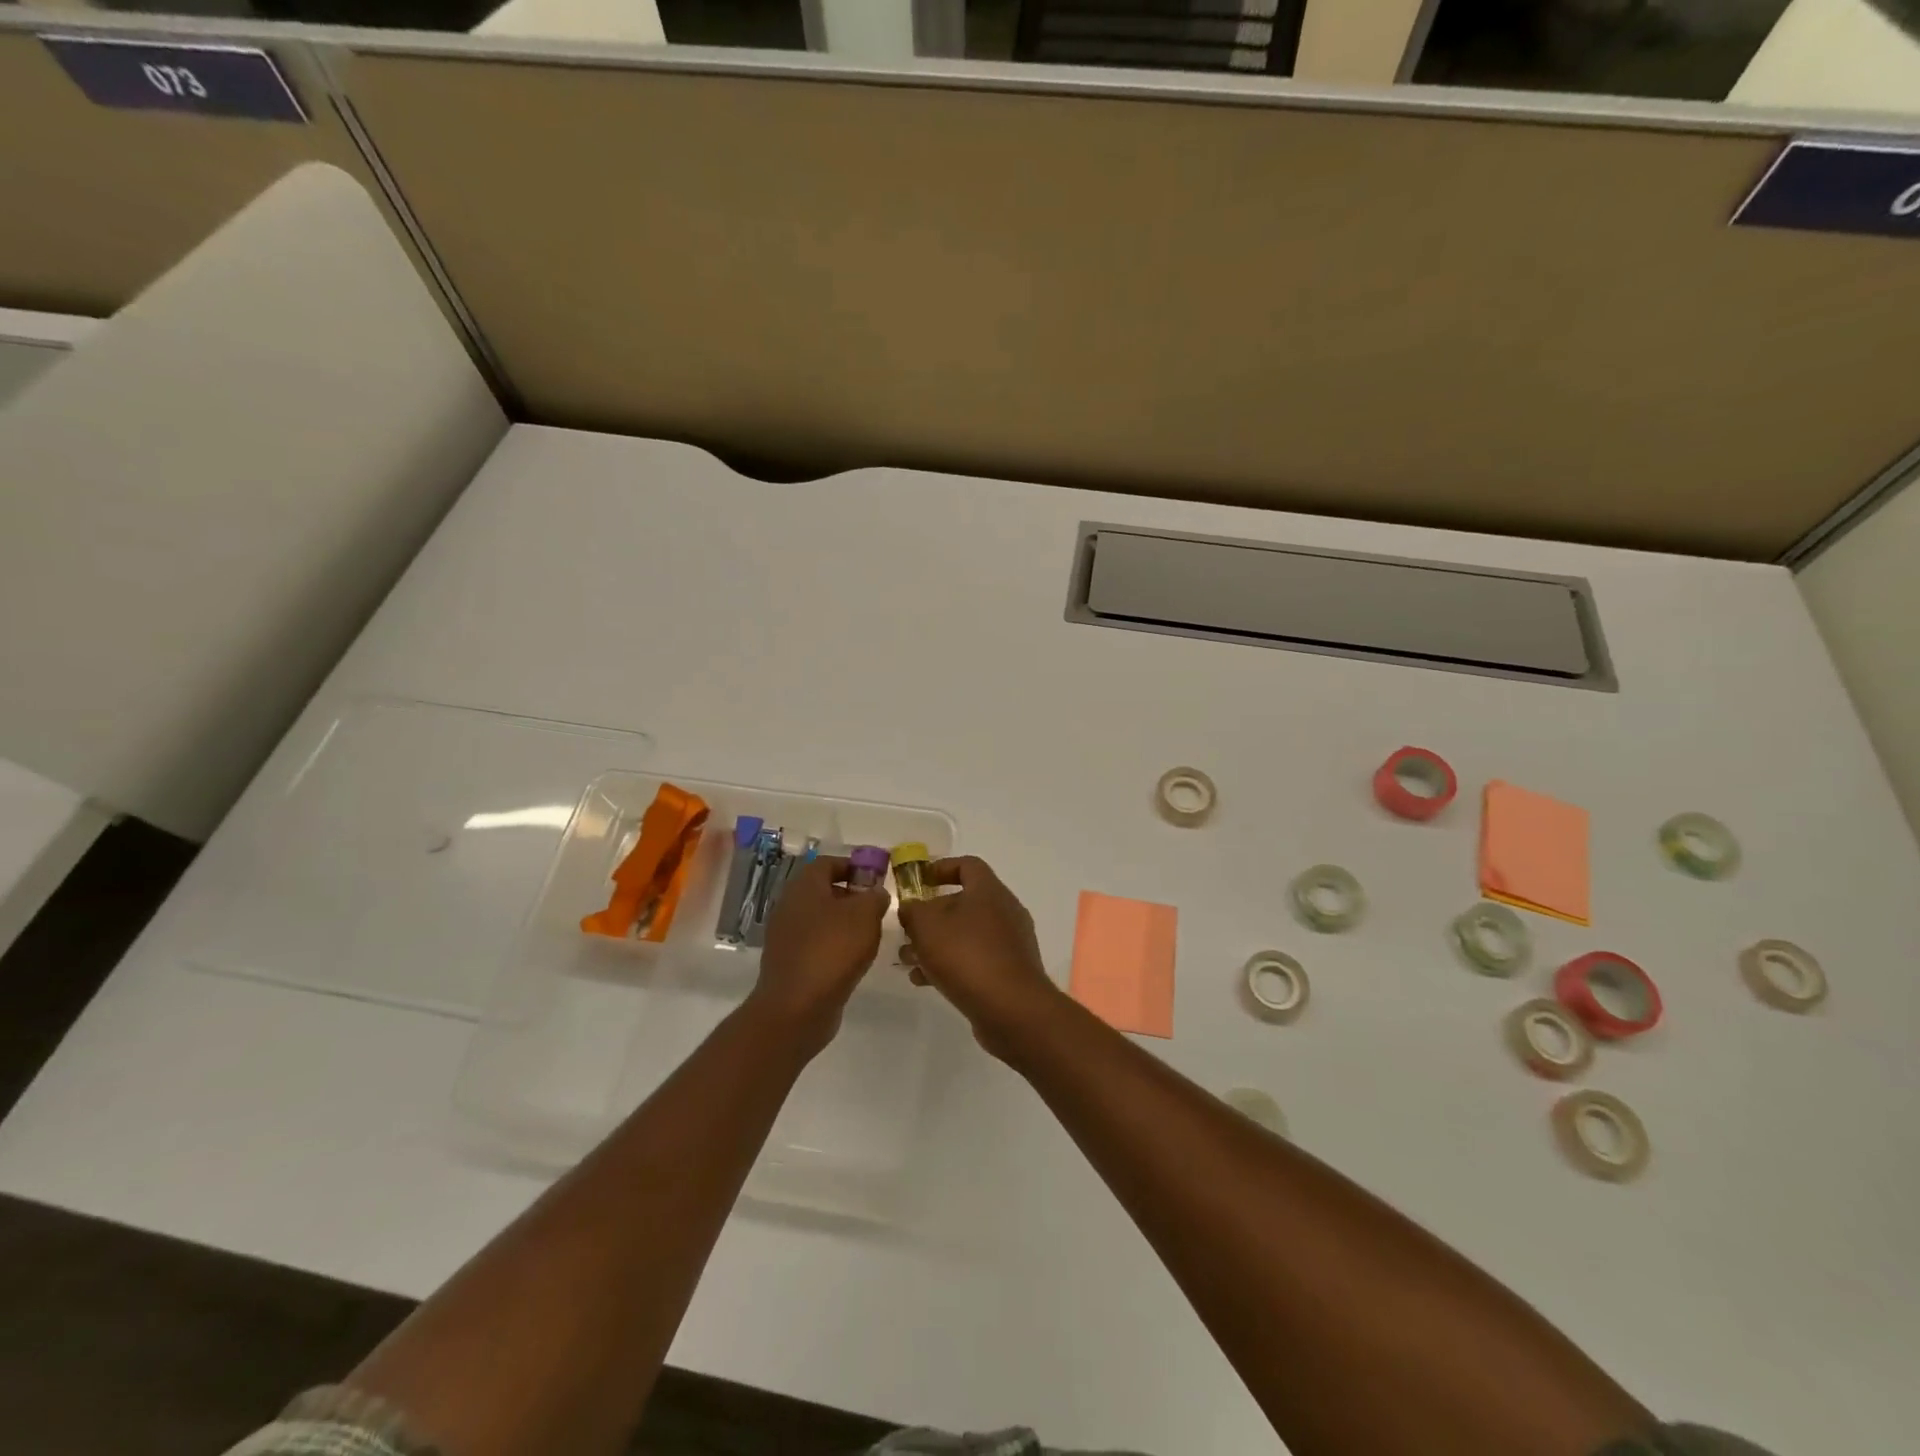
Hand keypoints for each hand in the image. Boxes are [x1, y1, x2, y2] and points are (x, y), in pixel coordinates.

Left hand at [751, 856, 889, 1050]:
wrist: (796, 1008)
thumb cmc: (833, 950)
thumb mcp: (865, 915)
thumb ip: (875, 897)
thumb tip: (875, 893)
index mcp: (804, 886)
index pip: (827, 862)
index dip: (853, 865)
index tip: (876, 878)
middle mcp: (790, 906)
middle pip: (823, 890)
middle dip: (851, 895)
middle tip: (876, 907)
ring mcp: (786, 936)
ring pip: (819, 918)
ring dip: (844, 922)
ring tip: (869, 935)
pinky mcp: (789, 962)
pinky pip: (815, 943)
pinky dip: (834, 945)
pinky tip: (852, 959)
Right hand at [897, 856, 1060, 1056]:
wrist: (1012, 1009)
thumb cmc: (967, 955)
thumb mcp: (927, 926)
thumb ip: (913, 910)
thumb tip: (911, 908)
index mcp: (989, 891)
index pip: (967, 865)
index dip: (941, 868)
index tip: (919, 880)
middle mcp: (1005, 912)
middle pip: (964, 903)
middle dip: (931, 916)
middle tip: (907, 930)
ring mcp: (1010, 944)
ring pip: (966, 934)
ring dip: (936, 944)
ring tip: (908, 960)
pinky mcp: (1009, 972)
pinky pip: (975, 960)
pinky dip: (950, 965)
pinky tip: (924, 981)